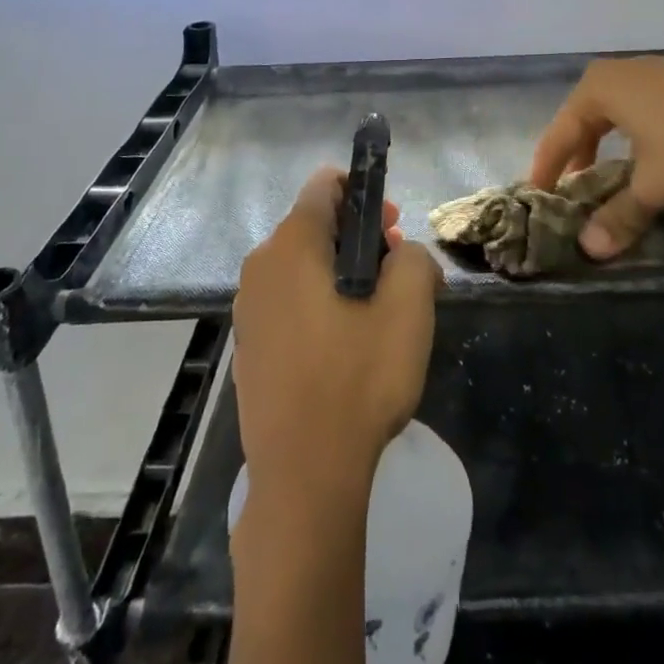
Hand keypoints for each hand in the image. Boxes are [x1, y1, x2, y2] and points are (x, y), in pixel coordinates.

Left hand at [233, 168, 440, 508]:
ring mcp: (248, 310)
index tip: (393, 225)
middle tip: (396, 270)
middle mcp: (260, 267)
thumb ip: (414, 258)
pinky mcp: (249, 347)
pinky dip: (320, 303)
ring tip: (379, 311)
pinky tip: (347, 345)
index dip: (364, 192)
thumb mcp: (409, 308)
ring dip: (343, 272)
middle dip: (359, 236)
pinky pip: (289, 302)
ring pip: (302, 266)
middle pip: (314, 225)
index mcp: (292, 245)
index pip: (325, 185)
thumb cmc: (358, 379)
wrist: (304, 478)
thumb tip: (403, 256)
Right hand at [529, 54, 663, 258]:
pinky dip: (653, 147)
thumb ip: (620, 216)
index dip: (547, 170)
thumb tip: (589, 249)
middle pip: (590, 123)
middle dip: (584, 161)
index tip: (537, 198)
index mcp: (598, 89)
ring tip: (624, 188)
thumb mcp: (655, 185)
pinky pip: (657, 118)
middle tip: (578, 194)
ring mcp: (659, 74)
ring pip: (626, 121)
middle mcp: (623, 74)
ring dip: (621, 156)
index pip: (559, 134)